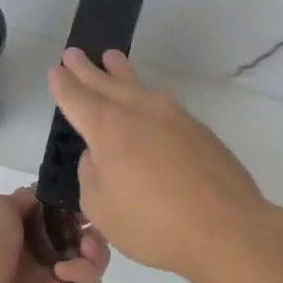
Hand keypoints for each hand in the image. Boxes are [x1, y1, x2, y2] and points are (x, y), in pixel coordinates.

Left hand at [0, 188, 107, 282]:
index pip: (61, 214)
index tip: (84, 199)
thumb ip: (27, 199)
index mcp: (24, 230)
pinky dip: (83, 273)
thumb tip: (50, 197)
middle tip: (89, 225)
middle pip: (81, 235)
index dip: (75, 205)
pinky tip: (63, 272)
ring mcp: (55, 280)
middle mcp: (42, 253)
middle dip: (91, 226)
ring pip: (91, 260)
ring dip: (95, 248)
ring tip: (85, 247)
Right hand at [47, 48, 275, 281]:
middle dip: (88, 70)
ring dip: (121, 73)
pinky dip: (147, 95)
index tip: (56, 70)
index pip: (78, 99)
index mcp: (109, 129)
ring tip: (111, 58)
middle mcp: (140, 112)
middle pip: (107, 84)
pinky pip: (163, 103)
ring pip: (139, 86)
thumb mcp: (102, 208)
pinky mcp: (198, 129)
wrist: (226, 228)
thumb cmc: (153, 224)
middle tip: (73, 54)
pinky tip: (148, 98)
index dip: (64, 85)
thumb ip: (91, 175)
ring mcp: (173, 116)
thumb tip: (98, 155)